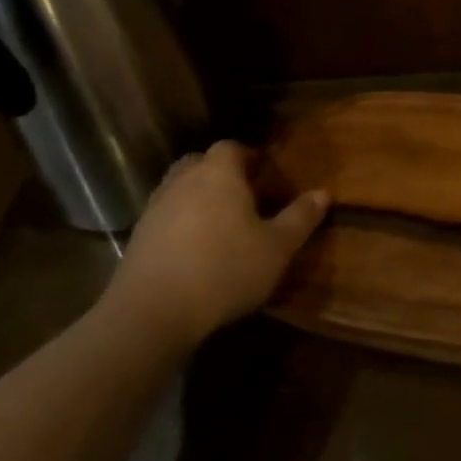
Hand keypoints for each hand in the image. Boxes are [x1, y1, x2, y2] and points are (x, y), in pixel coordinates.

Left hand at [102, 141, 326, 350]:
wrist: (152, 313)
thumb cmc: (225, 270)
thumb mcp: (277, 247)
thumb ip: (300, 217)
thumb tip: (323, 193)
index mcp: (218, 175)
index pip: (231, 147)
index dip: (248, 155)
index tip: (264, 172)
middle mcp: (183, 182)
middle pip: (200, 162)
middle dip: (220, 172)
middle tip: (243, 193)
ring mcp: (155, 209)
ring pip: (178, 188)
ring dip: (197, 197)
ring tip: (220, 222)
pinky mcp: (137, 238)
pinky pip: (164, 216)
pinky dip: (179, 222)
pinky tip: (195, 248)